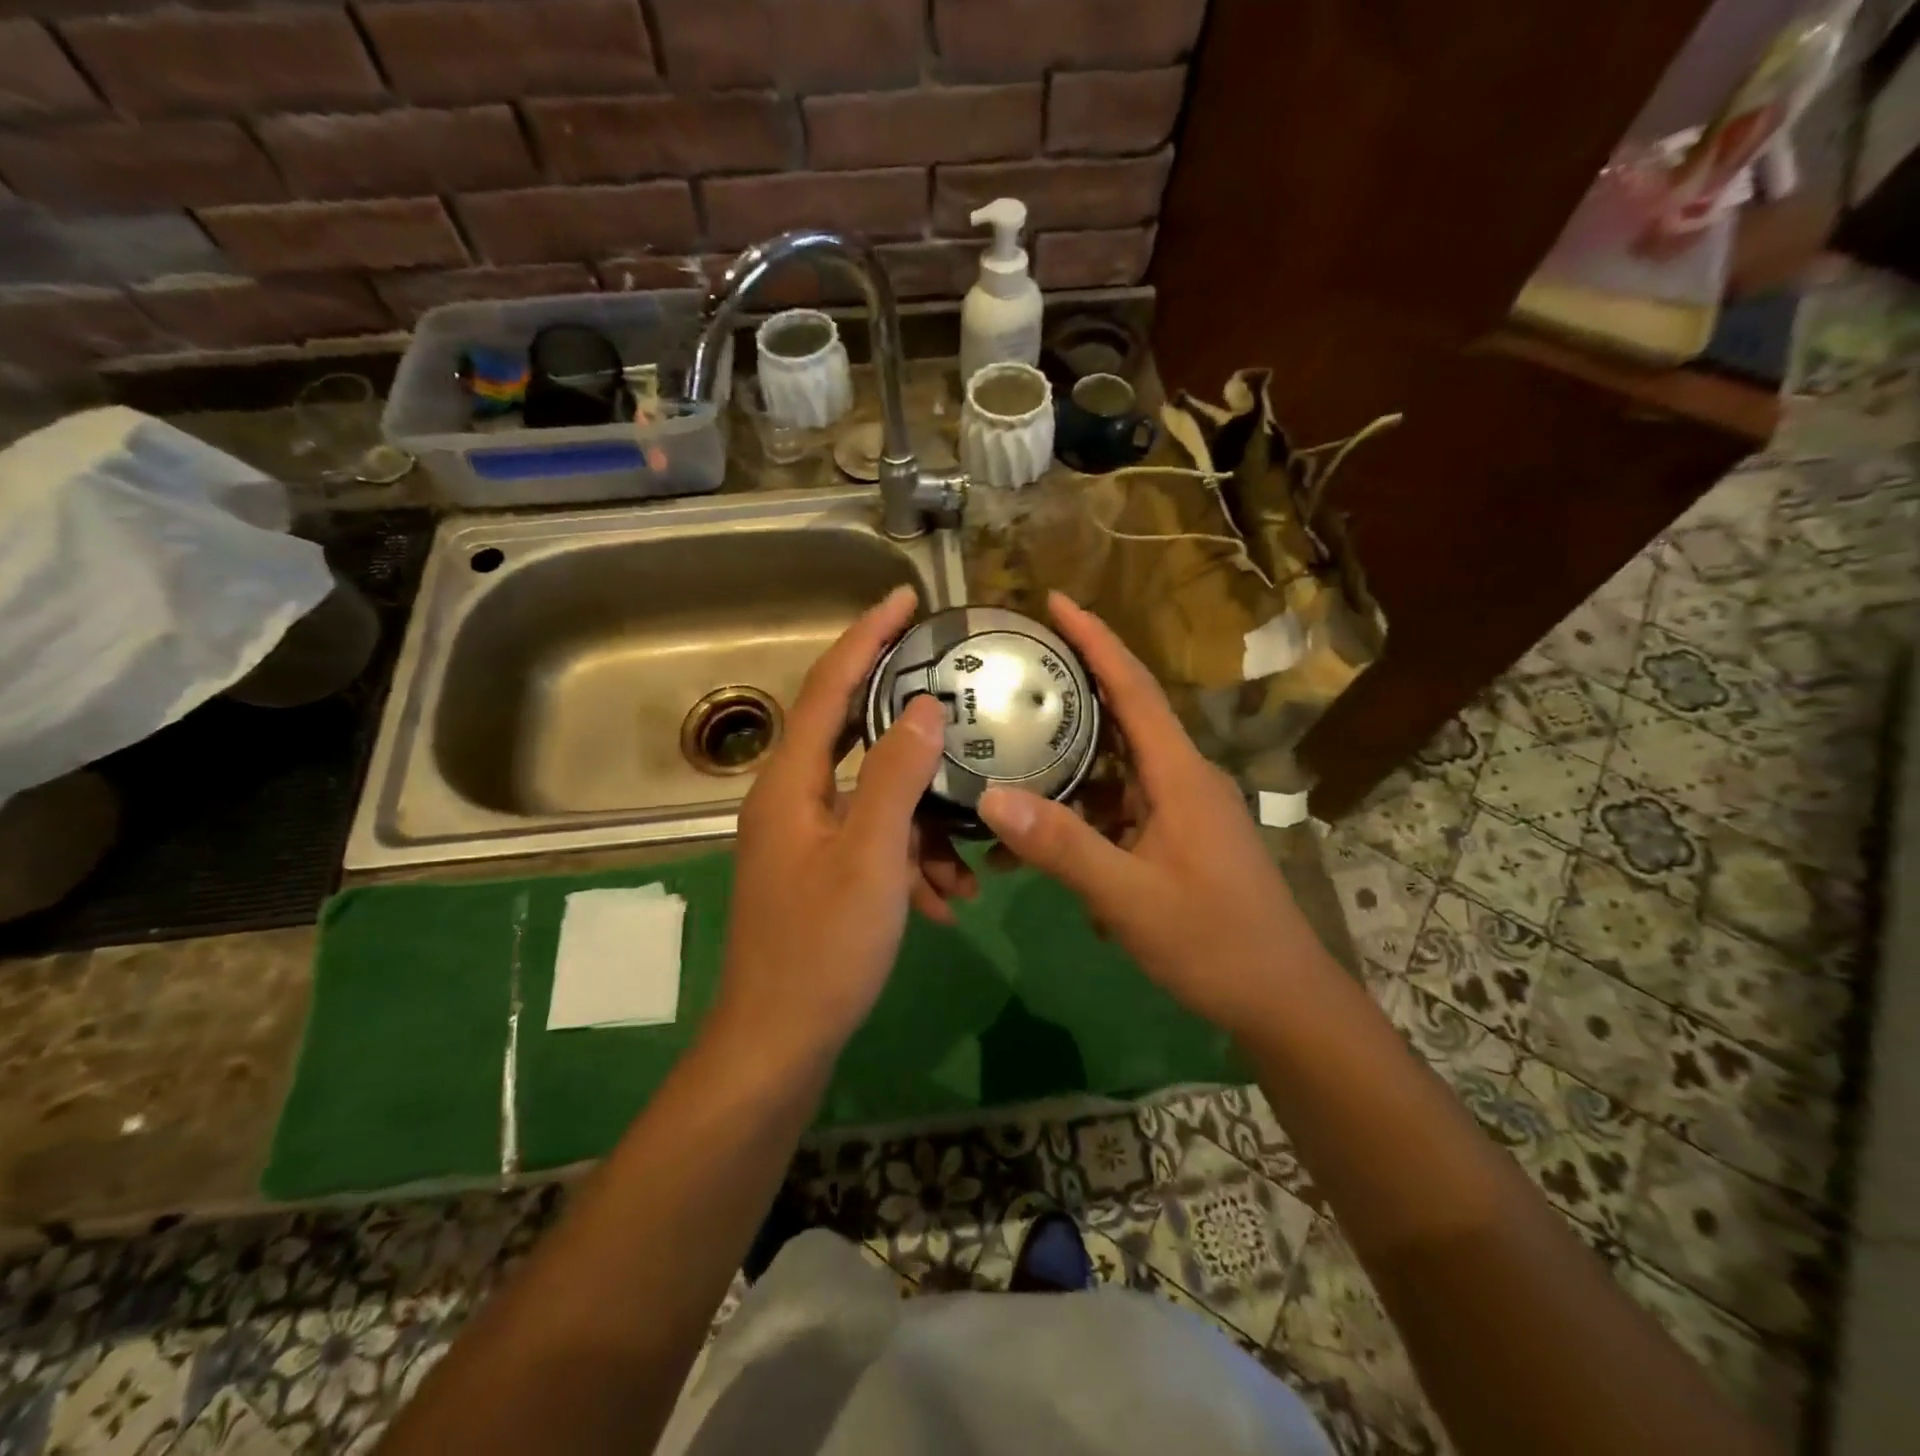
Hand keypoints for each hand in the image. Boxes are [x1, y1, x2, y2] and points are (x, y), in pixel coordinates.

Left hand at [712, 586, 955, 1065]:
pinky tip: (944, 900)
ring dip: (923, 822)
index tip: (904, 597)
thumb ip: (895, 776)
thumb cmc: (823, 947)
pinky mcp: (821, 872)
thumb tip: (925, 707)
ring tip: (966, 861)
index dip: (866, 636)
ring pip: (874, 799)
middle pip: (852, 733)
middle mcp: (791, 798)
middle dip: (906, 720)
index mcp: (791, 782)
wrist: (781, 1041)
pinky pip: (874, 843)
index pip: (828, 686)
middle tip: (954, 692)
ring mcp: (805, 838)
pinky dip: (910, 860)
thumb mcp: (871, 856)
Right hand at [977, 593, 1326, 1038]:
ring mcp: (1180, 811)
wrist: (1280, 999)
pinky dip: (1082, 816)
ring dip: (1068, 767)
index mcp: (1180, 775)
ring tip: (1009, 754)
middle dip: (1071, 690)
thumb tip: (990, 796)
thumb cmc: (1214, 942)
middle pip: (1121, 718)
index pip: (1134, 689)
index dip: (1096, 640)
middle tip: (1013, 671)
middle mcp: (1182, 779)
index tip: (1056, 601)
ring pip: (1114, 771)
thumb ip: (1062, 846)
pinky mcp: (1175, 840)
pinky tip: (1042, 843)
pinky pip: (1119, 811)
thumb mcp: (1129, 897)